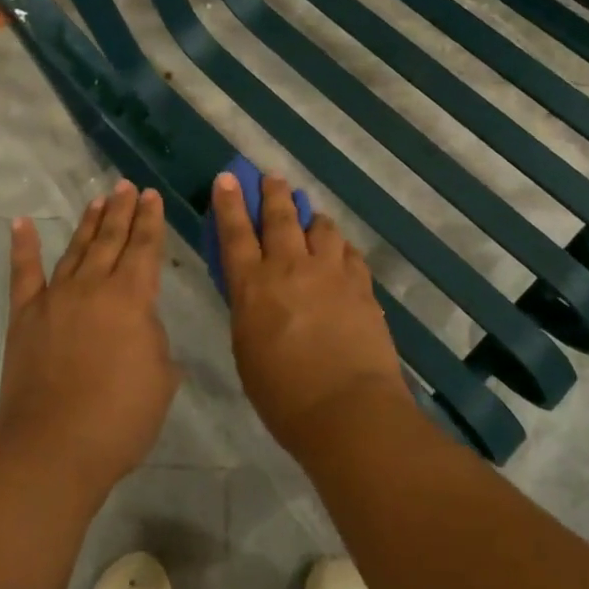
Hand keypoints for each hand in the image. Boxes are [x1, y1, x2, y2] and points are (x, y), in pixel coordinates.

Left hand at [0, 182, 179, 499]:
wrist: (54, 448)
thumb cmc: (119, 419)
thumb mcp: (161, 379)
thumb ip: (155, 342)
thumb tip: (142, 327)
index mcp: (131, 298)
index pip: (145, 248)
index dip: (150, 220)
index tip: (151, 195)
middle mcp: (93, 286)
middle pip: (111, 239)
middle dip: (121, 210)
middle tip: (126, 186)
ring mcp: (55, 298)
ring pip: (76, 249)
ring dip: (88, 223)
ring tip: (97, 199)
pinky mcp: (25, 316)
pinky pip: (23, 273)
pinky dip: (22, 246)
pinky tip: (20, 222)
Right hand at [212, 172, 413, 454]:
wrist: (348, 411)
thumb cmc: (284, 395)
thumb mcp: (247, 351)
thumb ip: (249, 311)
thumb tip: (254, 292)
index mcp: (253, 286)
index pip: (236, 233)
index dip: (230, 203)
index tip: (228, 178)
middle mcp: (290, 268)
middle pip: (281, 217)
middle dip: (273, 193)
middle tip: (272, 177)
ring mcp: (330, 273)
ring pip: (321, 228)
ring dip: (312, 217)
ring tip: (311, 214)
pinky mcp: (360, 285)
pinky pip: (348, 253)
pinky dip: (339, 247)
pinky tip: (340, 251)